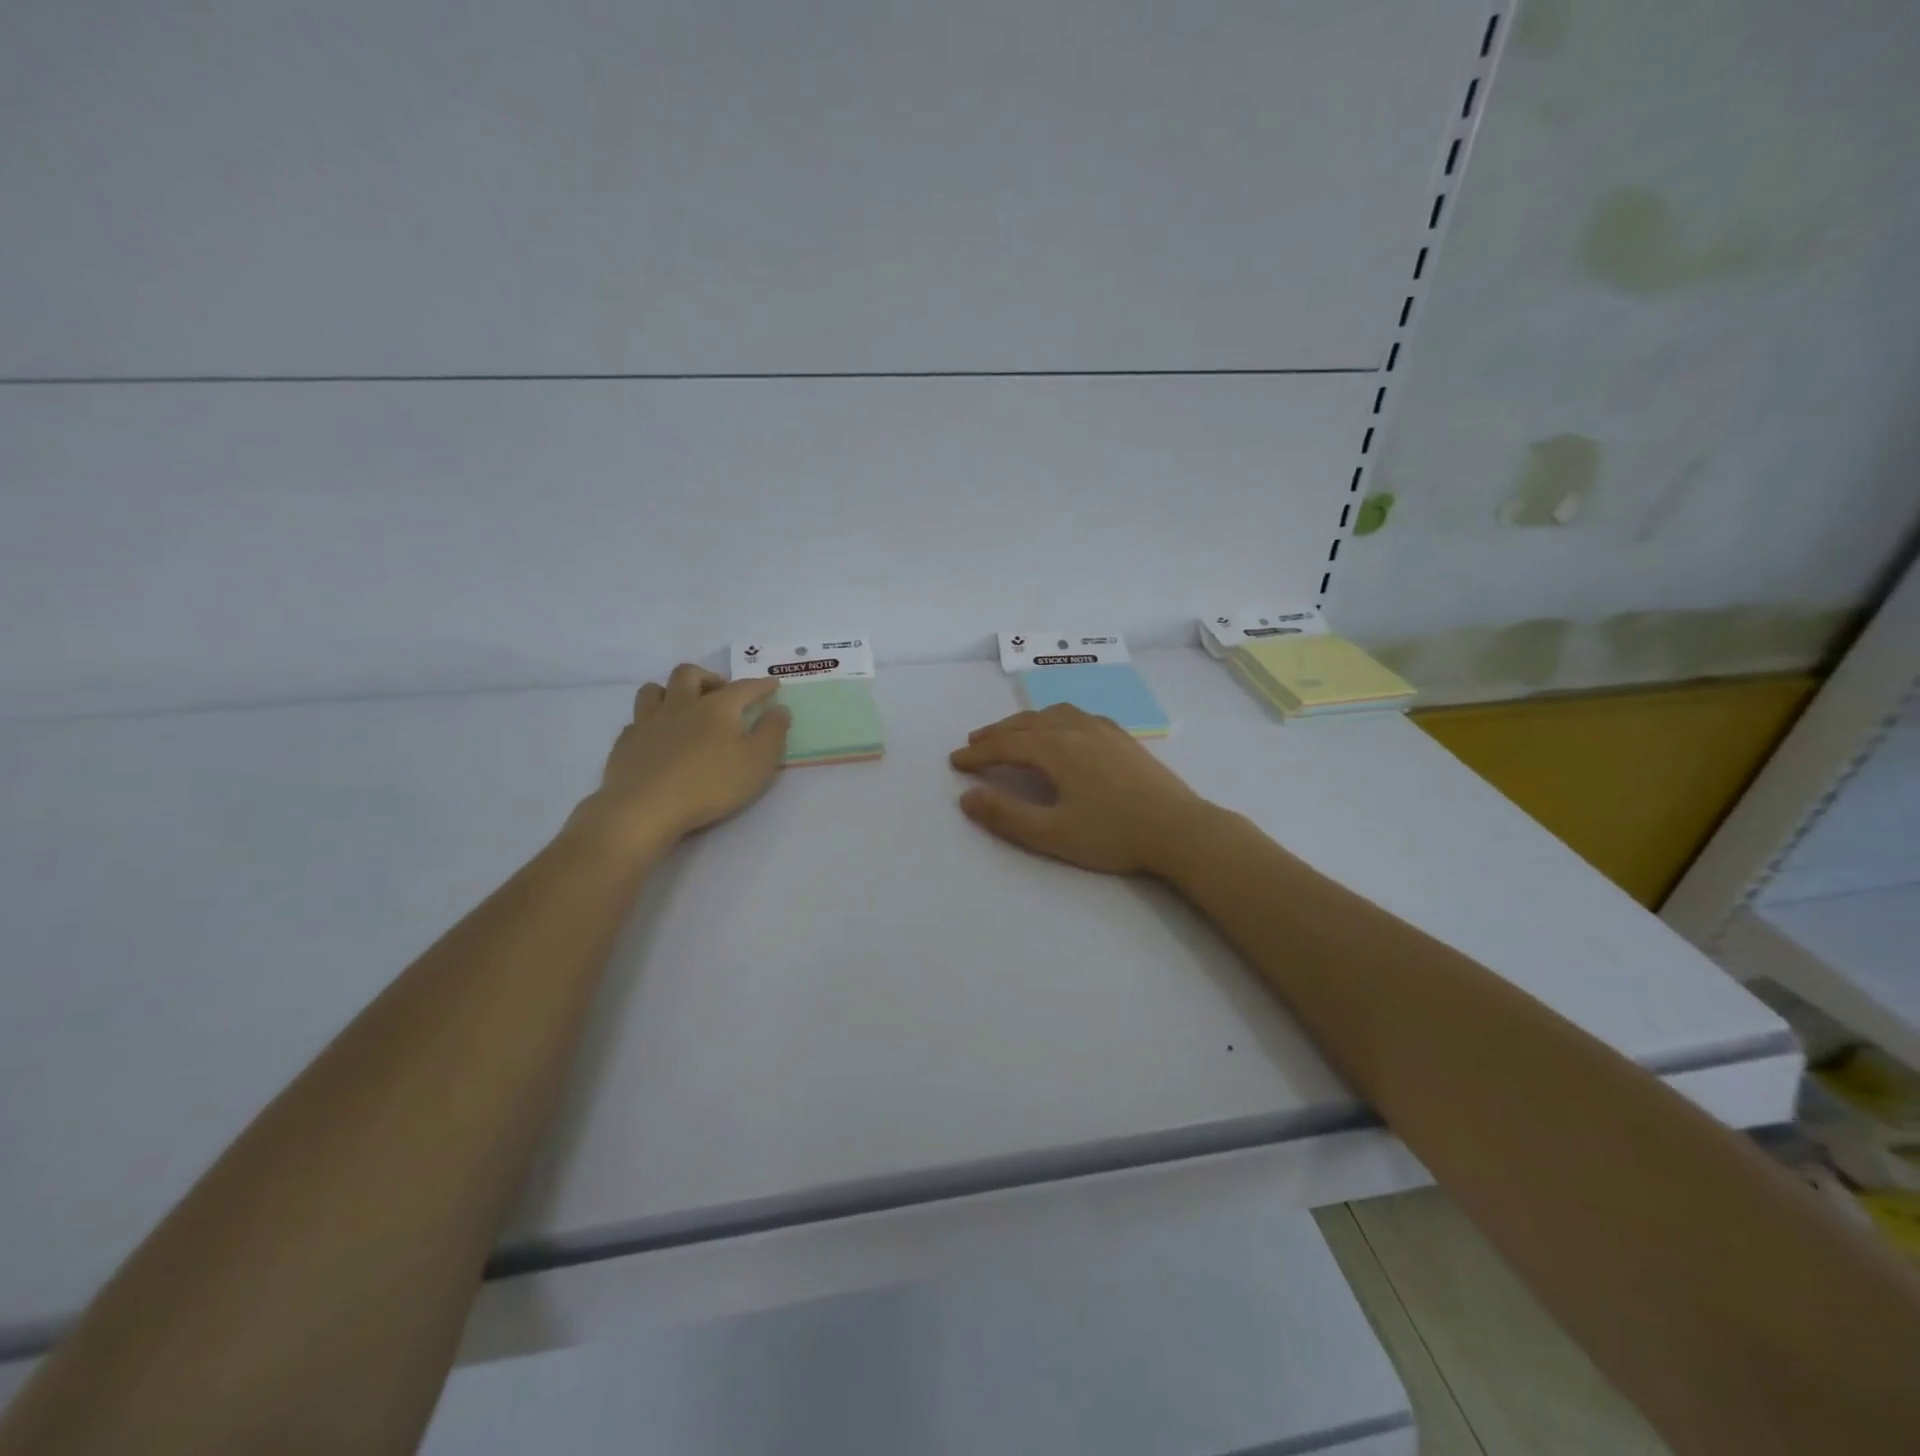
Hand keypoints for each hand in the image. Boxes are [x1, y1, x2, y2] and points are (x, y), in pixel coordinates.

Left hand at [576, 664, 789, 850]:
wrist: (645, 808)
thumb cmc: (710, 785)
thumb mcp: (758, 762)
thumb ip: (773, 733)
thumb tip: (780, 709)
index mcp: (717, 707)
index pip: (744, 687)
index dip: (761, 685)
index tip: (773, 685)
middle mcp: (681, 705)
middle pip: (690, 674)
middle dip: (708, 677)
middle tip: (720, 693)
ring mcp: (648, 722)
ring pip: (655, 690)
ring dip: (671, 691)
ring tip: (683, 707)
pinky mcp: (626, 743)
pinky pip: (637, 720)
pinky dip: (650, 722)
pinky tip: (657, 737)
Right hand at [948, 704, 1216, 875]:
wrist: (1180, 830)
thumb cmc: (1113, 834)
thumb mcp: (1052, 833)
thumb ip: (1006, 815)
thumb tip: (966, 797)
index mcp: (1057, 748)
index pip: (1006, 745)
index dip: (978, 754)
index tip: (955, 762)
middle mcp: (1077, 728)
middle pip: (1027, 723)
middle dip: (997, 733)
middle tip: (974, 744)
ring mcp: (1104, 729)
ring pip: (1053, 714)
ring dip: (1025, 722)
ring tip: (1011, 732)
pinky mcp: (1124, 738)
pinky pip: (1078, 715)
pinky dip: (1054, 719)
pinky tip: (1061, 730)